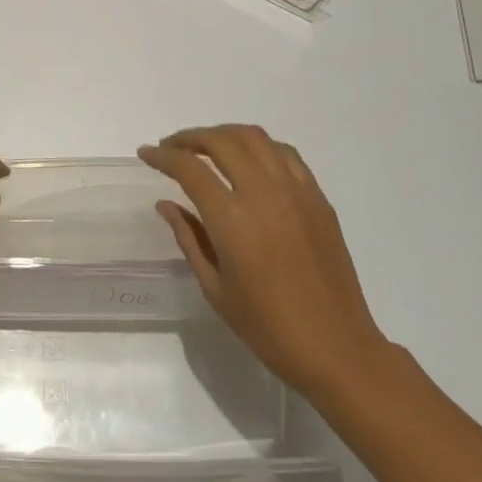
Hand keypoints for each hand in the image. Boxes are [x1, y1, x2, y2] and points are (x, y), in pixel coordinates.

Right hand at [139, 125, 386, 397]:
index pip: (189, 169)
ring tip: (207, 147)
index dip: (163, 156)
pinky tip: (249, 160)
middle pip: (222, 141)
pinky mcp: (318, 198)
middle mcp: (264, 193)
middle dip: (191, 137)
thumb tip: (166, 204)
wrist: (335, 346)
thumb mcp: (214, 287)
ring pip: (255, 138)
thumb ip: (188, 238)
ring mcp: (296, 191)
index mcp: (233, 219)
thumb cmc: (266, 326)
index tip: (146, 153)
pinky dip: (260, 146)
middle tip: (172, 147)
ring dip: (224, 134)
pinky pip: (285, 154)